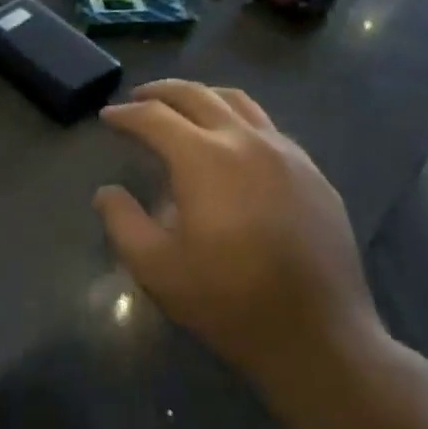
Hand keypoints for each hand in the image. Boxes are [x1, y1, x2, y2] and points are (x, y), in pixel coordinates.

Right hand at [93, 81, 387, 400]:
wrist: (321, 337)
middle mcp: (244, 139)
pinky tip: (234, 142)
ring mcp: (284, 151)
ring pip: (236, 101)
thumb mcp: (159, 271)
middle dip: (161, 91)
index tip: (109, 116)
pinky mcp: (311, 170)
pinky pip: (267, 126)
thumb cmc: (232, 302)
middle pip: (196, 94)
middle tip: (139, 97)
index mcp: (204, 157)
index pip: (155, 117)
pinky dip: (238, 119)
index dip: (126, 114)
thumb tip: (107, 192)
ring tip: (184, 107)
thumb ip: (123, 224)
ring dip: (202, 96)